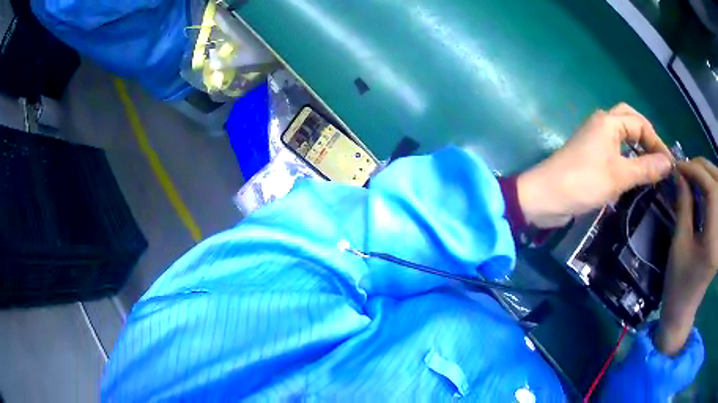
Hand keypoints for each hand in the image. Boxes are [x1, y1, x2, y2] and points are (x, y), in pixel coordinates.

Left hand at [517, 103, 672, 227]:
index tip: (669, 163)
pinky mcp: (590, 155)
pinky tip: (634, 173)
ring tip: (651, 167)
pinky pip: (614, 150)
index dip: (656, 141)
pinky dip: (627, 157)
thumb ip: (645, 168)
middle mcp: (602, 124)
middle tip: (659, 158)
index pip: (640, 123)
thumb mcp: (619, 176)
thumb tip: (668, 163)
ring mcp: (595, 139)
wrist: (545, 197)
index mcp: (608, 122)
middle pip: (630, 122)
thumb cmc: (583, 182)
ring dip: (637, 147)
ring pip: (622, 136)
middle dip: (647, 137)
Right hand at [656, 158, 717, 355]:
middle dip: (704, 169)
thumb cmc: (678, 283)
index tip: (680, 166)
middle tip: (687, 168)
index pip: (712, 190)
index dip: (697, 172)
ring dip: (708, 175)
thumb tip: (680, 174)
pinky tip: (702, 188)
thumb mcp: (679, 244)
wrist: (684, 309)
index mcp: (713, 243)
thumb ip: (683, 206)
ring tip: (694, 175)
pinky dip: (711, 186)